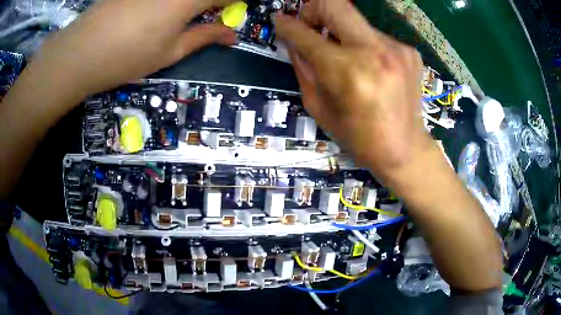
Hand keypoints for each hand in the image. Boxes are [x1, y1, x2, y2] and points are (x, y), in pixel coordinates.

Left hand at [29, 0, 235, 98]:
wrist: (81, 52)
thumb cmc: (127, 57)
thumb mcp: (170, 52)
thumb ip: (204, 37)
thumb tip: (231, 36)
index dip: (235, 1)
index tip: (233, 9)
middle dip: (211, 2)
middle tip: (206, 13)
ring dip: (188, 3)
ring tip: (178, 14)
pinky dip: (168, 1)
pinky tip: (157, 9)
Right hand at [275, 0, 429, 182]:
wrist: (404, 149)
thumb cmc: (358, 136)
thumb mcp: (318, 107)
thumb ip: (303, 67)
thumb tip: (293, 41)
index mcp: (346, 72)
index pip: (305, 33)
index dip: (287, 24)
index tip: (280, 21)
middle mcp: (373, 52)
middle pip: (335, 4)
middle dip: (313, 9)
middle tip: (310, 24)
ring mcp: (396, 48)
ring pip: (355, 19)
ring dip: (341, 31)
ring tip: (344, 55)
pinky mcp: (409, 51)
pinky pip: (374, 35)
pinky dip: (363, 44)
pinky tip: (369, 66)